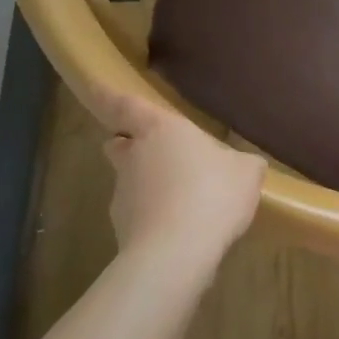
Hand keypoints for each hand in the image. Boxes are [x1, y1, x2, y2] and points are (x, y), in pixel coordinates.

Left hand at [87, 86, 264, 270]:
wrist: (176, 253)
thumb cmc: (212, 194)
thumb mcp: (247, 172)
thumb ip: (242, 162)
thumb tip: (242, 164)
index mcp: (160, 129)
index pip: (125, 105)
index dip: (108, 95)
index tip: (92, 85)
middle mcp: (133, 156)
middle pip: (120, 143)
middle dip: (131, 144)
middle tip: (158, 153)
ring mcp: (122, 194)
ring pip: (130, 181)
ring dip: (149, 185)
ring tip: (185, 202)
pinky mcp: (122, 230)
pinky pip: (139, 215)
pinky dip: (154, 218)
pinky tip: (183, 231)